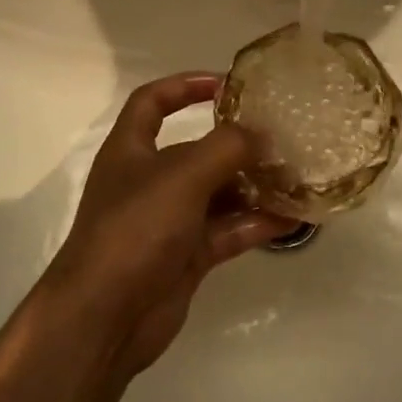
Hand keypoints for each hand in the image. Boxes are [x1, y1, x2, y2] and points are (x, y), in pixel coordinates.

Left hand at [46, 74, 300, 375]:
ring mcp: (168, 221)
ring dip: (253, 185)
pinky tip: (292, 218)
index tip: (226, 84)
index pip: (153, 102)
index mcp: (131, 150)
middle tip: (281, 138)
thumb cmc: (136, 228)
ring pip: (217, 194)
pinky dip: (256, 223)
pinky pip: (227, 231)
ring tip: (296, 177)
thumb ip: (226, 148)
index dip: (184, 86)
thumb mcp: (183, 175)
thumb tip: (261, 135)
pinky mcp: (186, 257)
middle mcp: (149, 181)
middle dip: (236, 144)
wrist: (104, 317)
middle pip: (196, 150)